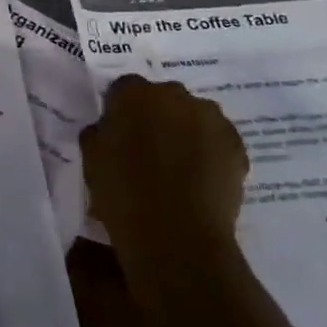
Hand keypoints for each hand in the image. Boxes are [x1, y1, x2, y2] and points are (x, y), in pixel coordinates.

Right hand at [80, 76, 247, 274]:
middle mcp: (174, 95)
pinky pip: (217, 140)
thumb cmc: (123, 195)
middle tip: (148, 150)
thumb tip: (109, 128)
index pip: (123, 89)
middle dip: (155, 117)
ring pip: (193, 116)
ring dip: (185, 131)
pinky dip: (209, 152)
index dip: (120, 110)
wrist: (177, 237)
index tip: (118, 133)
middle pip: (162, 98)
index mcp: (134, 94)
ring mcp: (210, 118)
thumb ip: (99, 133)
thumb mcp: (91, 160)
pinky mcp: (236, 144)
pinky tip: (200, 180)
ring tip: (178, 167)